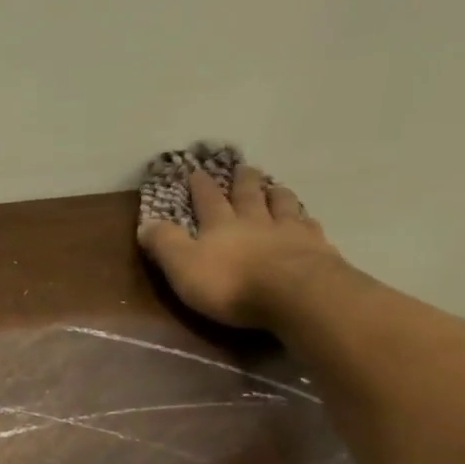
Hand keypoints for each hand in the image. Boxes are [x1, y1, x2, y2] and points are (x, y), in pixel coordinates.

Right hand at [138, 165, 344, 329]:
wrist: (296, 295)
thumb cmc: (231, 283)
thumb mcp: (182, 266)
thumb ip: (164, 244)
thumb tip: (146, 224)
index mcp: (220, 226)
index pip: (207, 201)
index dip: (200, 187)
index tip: (197, 172)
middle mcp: (255, 222)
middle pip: (249, 196)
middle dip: (243, 182)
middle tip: (244, 168)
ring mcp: (290, 233)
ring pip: (283, 206)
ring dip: (277, 195)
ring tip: (276, 187)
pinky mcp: (318, 250)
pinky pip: (311, 228)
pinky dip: (307, 221)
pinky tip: (309, 220)